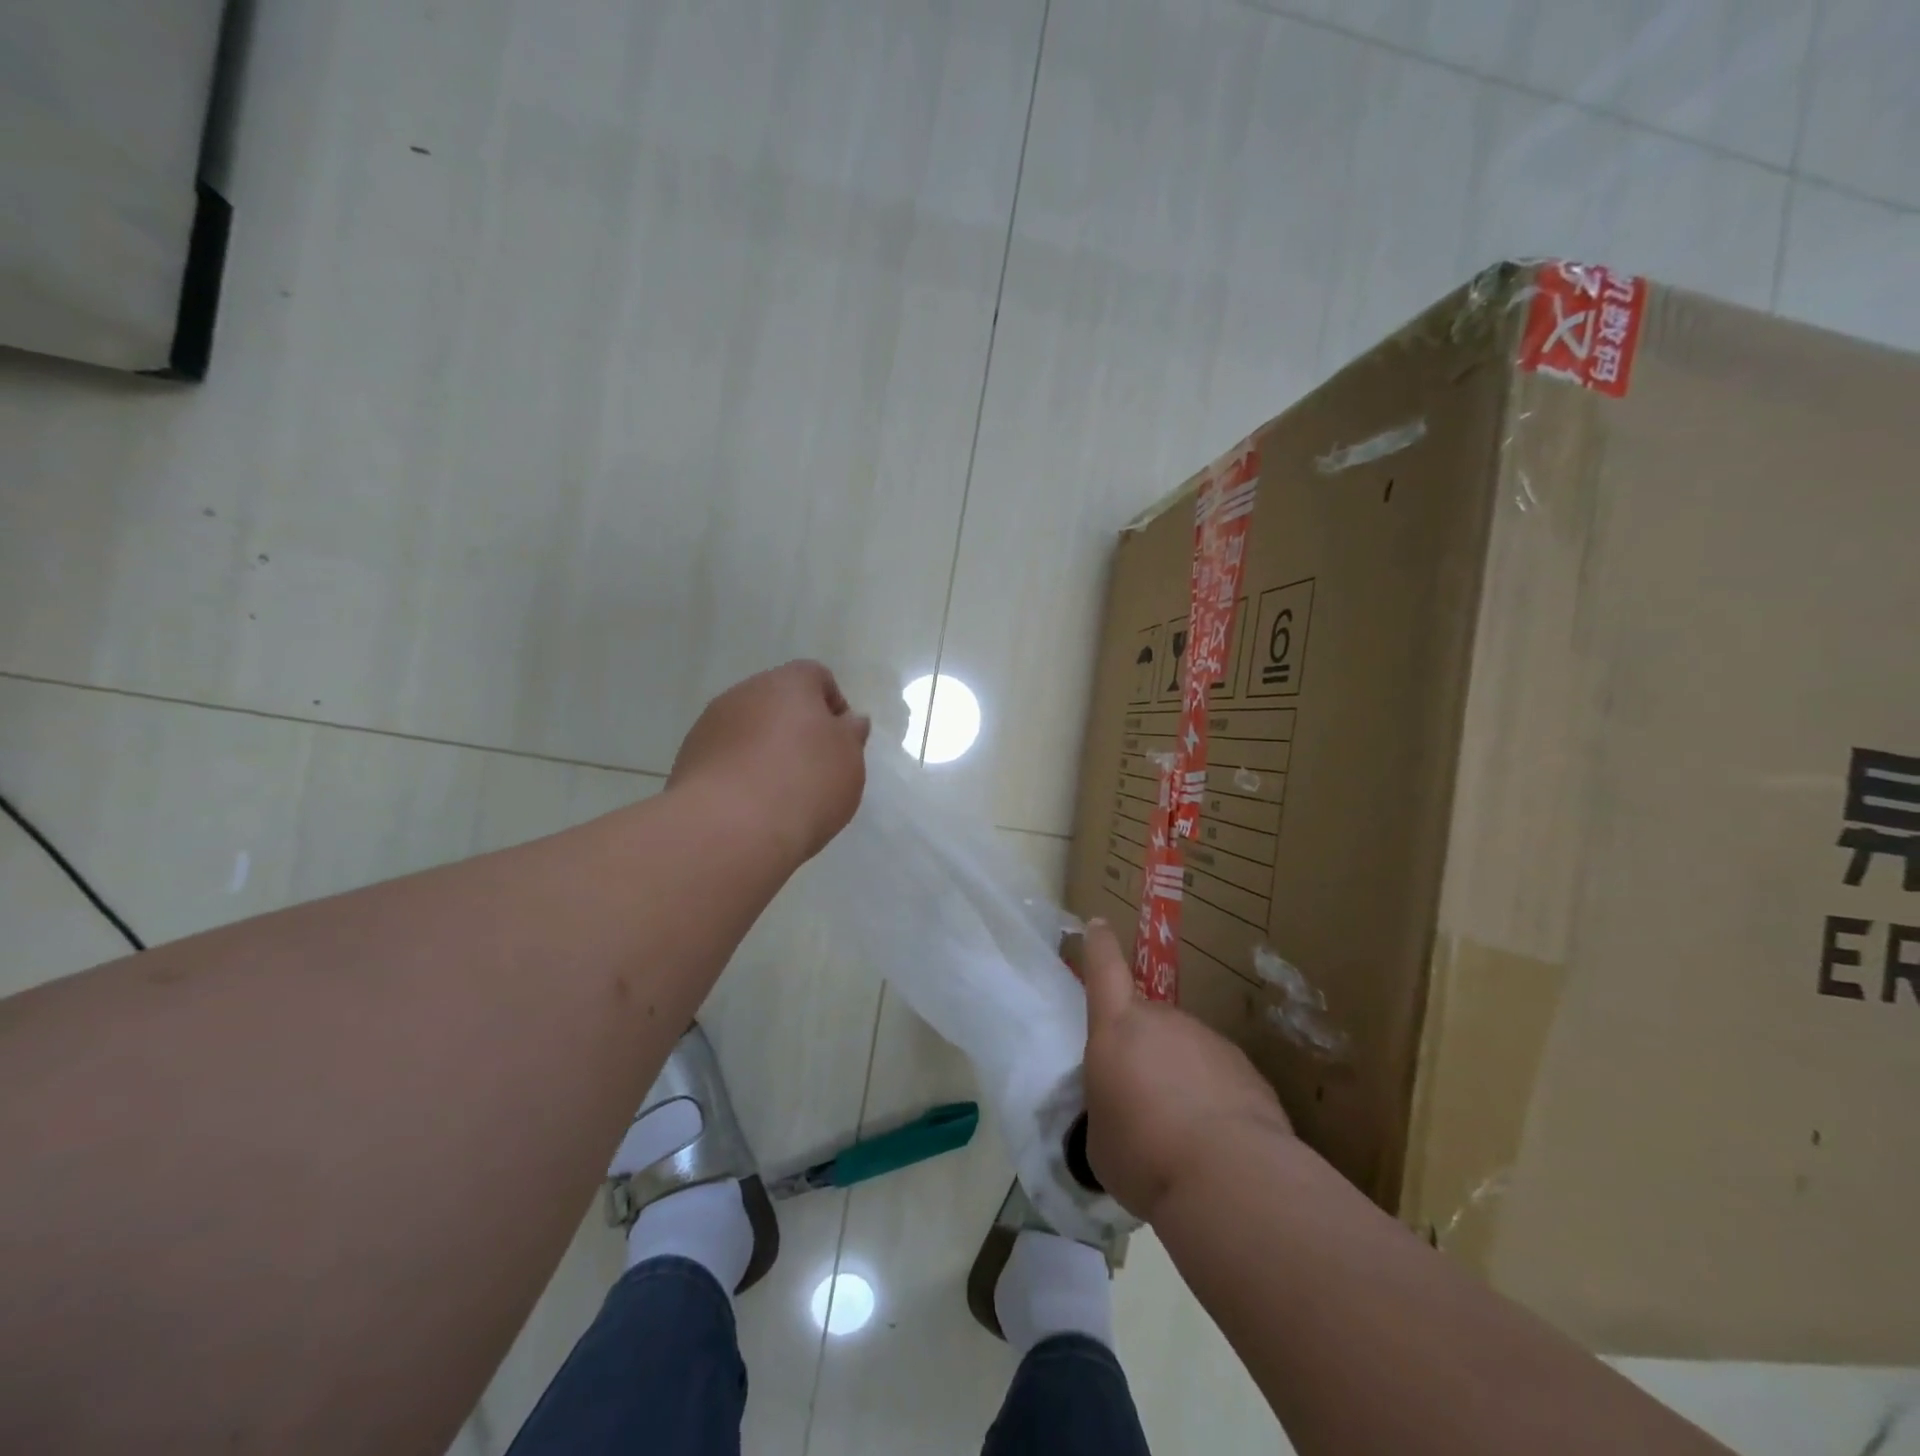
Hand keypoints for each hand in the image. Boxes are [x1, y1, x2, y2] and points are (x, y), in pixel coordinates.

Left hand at [669, 661, 871, 861]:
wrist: (730, 828)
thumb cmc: (804, 784)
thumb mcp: (849, 760)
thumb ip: (851, 734)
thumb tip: (848, 720)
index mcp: (788, 683)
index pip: (816, 676)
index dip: (833, 706)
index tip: (840, 743)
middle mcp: (745, 693)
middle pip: (778, 702)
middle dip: (796, 729)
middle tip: (813, 770)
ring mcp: (710, 724)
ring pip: (748, 729)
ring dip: (764, 750)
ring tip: (779, 794)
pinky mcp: (688, 758)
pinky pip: (725, 757)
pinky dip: (739, 773)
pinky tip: (750, 806)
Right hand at [1079, 919, 1292, 1222]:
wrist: (1230, 1178)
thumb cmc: (1144, 1156)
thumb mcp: (1100, 1139)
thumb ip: (1105, 1108)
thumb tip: (1122, 1112)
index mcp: (1117, 1029)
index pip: (1104, 970)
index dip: (1099, 946)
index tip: (1099, 925)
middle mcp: (1164, 1021)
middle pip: (1146, 1020)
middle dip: (1142, 1050)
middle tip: (1142, 1101)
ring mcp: (1208, 1040)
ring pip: (1185, 1049)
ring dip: (1179, 1076)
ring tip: (1181, 1131)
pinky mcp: (1246, 1069)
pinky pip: (1217, 1075)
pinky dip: (1212, 1097)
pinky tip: (1215, 1142)